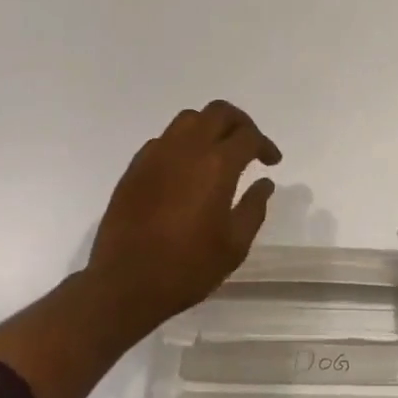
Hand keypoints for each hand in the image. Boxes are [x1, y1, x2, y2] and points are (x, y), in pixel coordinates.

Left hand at [83, 100, 282, 327]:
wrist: (124, 284)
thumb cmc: (187, 267)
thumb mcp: (234, 245)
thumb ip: (254, 208)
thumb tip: (264, 183)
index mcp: (217, 165)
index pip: (248, 136)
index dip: (265, 144)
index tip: (272, 161)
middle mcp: (187, 149)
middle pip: (218, 112)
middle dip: (240, 123)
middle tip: (249, 144)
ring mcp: (157, 155)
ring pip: (189, 119)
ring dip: (209, 126)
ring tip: (217, 151)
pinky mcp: (135, 167)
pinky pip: (164, 139)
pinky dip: (182, 143)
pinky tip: (185, 168)